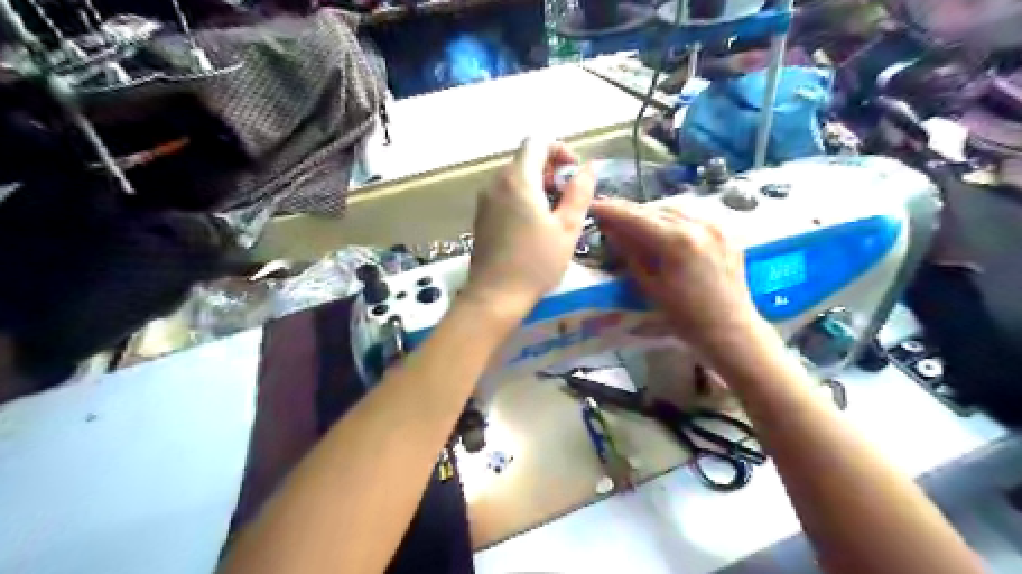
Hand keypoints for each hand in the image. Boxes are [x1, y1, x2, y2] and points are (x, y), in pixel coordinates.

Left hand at [467, 140, 600, 318]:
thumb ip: (580, 192)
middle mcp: (496, 182)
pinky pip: (504, 194)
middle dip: (551, 171)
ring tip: (554, 216)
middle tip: (568, 200)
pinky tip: (533, 227)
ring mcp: (485, 200)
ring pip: (515, 178)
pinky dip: (522, 199)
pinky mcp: (481, 216)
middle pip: (525, 159)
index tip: (574, 175)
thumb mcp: (568, 228)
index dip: (560, 150)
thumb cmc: (536, 262)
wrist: (495, 296)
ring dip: (538, 186)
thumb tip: (588, 168)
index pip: (537, 141)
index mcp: (518, 179)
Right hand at [593, 199, 765, 355]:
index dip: (611, 210)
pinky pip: (692, 218)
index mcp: (677, 241)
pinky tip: (662, 231)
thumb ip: (630, 253)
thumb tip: (610, 230)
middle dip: (629, 211)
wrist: (731, 331)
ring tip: (632, 223)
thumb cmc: (685, 318)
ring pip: (673, 210)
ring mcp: (715, 226)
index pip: (636, 217)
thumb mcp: (649, 287)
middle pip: (654, 209)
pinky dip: (671, 220)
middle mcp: (698, 224)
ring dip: (650, 214)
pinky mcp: (725, 232)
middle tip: (608, 215)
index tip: (593, 206)